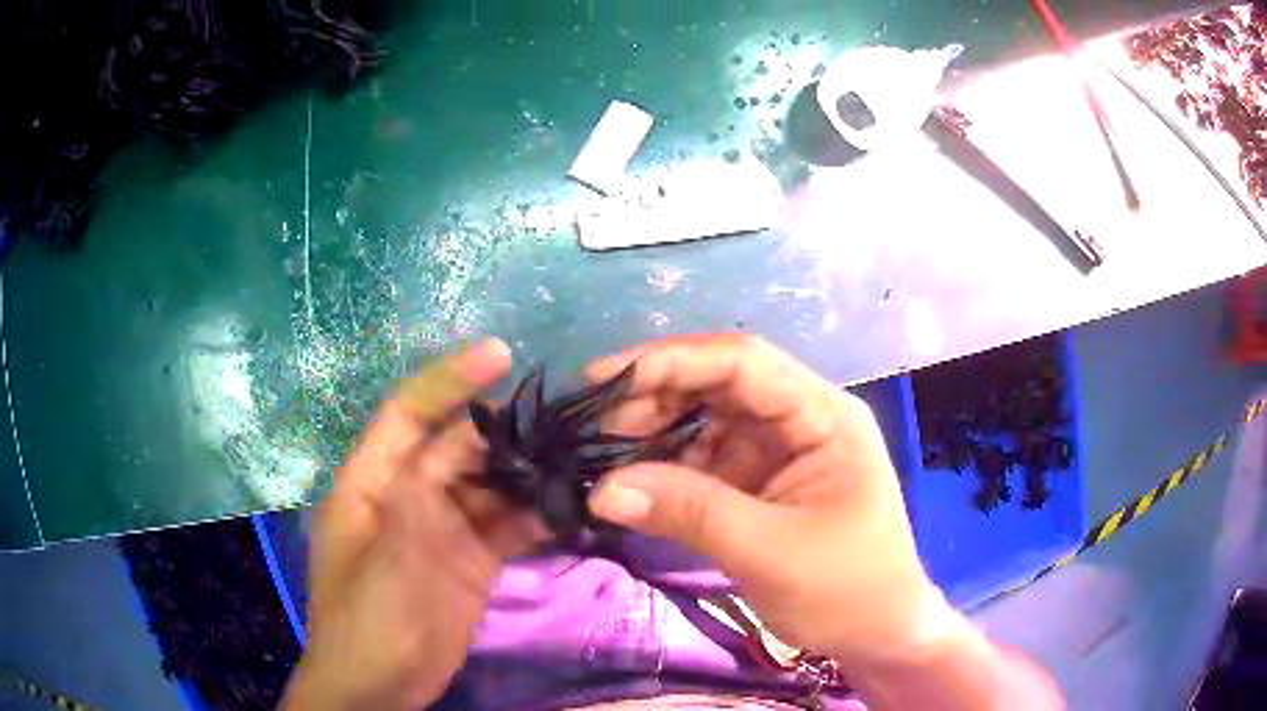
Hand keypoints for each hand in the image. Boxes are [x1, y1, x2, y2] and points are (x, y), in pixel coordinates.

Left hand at [283, 339, 541, 710]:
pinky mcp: (471, 560)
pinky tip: (571, 507)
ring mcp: (443, 529)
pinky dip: (536, 516)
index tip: (501, 354)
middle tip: (561, 416)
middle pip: (458, 447)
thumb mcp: (383, 565)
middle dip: (504, 429)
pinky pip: (507, 526)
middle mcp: (408, 495)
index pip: (407, 413)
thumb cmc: (365, 625)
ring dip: (528, 471)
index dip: (449, 380)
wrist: (381, 689)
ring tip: (578, 455)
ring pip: (488, 485)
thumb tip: (459, 445)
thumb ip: (417, 505)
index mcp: (371, 483)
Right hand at [584, 335, 964, 673]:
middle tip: (591, 425)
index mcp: (823, 415)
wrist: (876, 634)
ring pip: (706, 422)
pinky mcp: (761, 484)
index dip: (671, 361)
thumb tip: (600, 488)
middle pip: (720, 386)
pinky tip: (632, 481)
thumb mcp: (768, 550)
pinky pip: (706, 461)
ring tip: (601, 452)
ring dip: (655, 434)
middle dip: (655, 398)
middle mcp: (801, 419)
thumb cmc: (845, 589)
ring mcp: (779, 452)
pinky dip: (667, 469)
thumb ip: (688, 512)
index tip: (603, 378)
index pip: (743, 363)